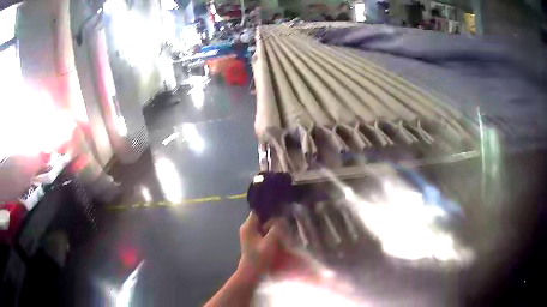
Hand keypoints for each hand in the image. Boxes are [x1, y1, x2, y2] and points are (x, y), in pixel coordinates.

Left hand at [237, 211, 284, 279]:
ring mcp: (251, 236)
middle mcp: (248, 229)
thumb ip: (277, 228)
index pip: (258, 210)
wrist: (252, 274)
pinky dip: (273, 234)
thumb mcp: (270, 242)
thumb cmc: (260, 258)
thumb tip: (282, 218)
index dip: (270, 208)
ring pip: (265, 227)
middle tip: (287, 220)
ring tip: (286, 228)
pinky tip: (281, 237)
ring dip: (274, 228)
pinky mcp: (256, 243)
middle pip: (263, 218)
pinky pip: (265, 234)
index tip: (282, 207)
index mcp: (248, 226)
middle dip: (274, 219)